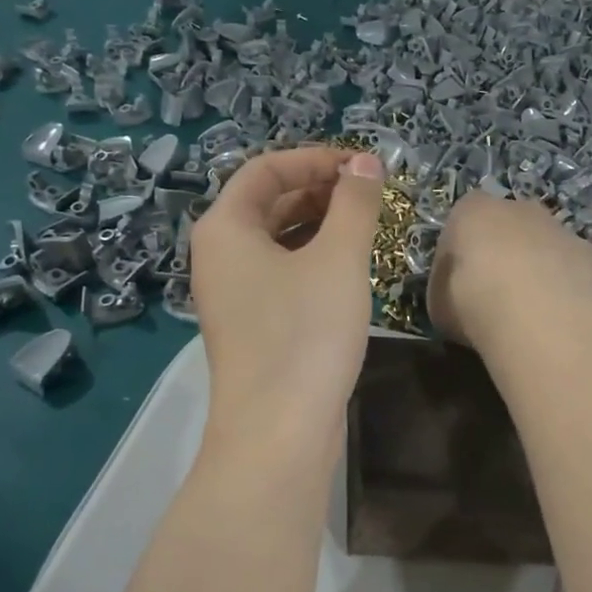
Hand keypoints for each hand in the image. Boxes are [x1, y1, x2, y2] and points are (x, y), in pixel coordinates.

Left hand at [190, 146, 387, 449]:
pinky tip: (350, 266)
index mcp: (225, 227)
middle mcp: (219, 255)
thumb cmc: (305, 333)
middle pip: (269, 202)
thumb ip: (354, 203)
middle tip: (372, 194)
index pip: (266, 169)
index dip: (315, 159)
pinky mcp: (253, 325)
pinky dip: (313, 258)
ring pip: (278, 240)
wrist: (279, 432)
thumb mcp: (338, 259)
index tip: (364, 166)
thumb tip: (365, 162)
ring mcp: (233, 294)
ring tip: (368, 224)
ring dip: (320, 224)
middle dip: (320, 190)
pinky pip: (282, 273)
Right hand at [427, 193, 591, 348]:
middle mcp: (518, 207)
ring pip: (544, 242)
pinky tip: (559, 309)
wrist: (533, 317)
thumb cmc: (472, 302)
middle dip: (503, 250)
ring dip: (537, 264)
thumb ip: (448, 284)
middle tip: (496, 290)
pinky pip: (573, 265)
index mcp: (472, 210)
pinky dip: (568, 281)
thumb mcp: (438, 300)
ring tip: (530, 304)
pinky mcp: (589, 252)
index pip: (461, 221)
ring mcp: (558, 227)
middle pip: (508, 225)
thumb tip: (456, 288)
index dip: (460, 252)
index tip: (458, 280)